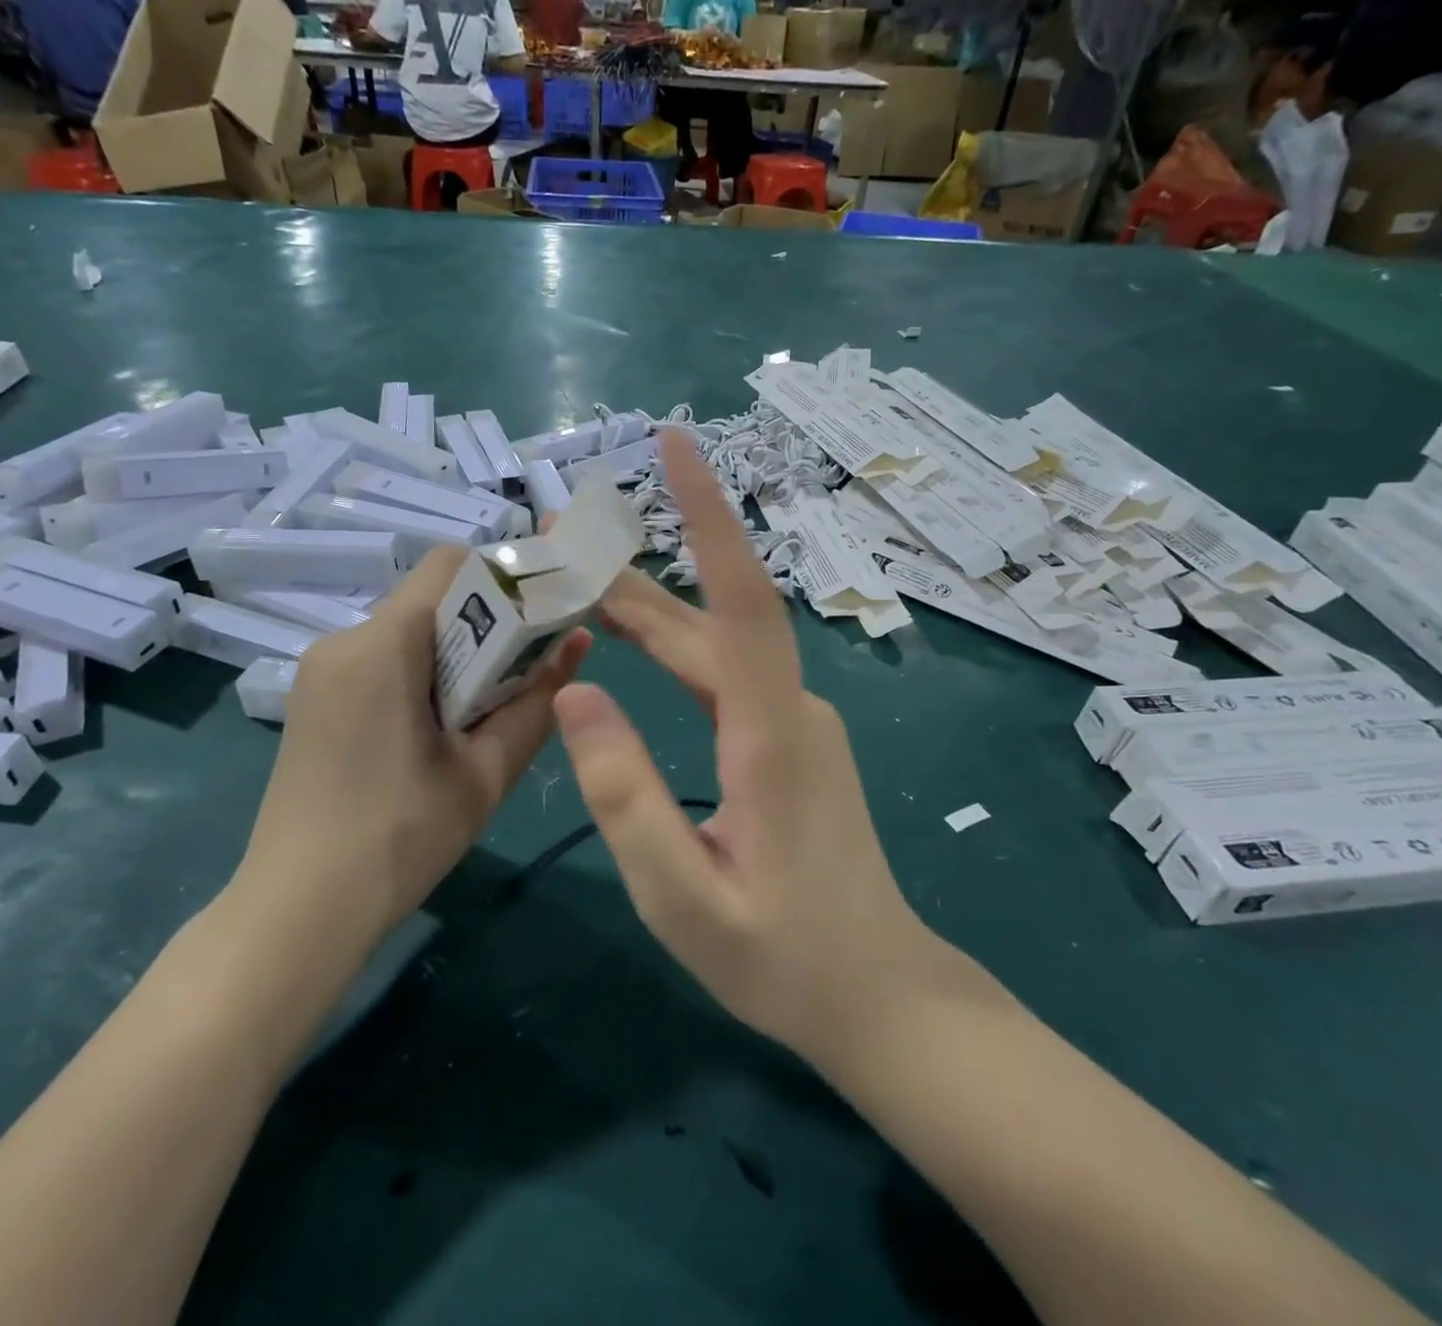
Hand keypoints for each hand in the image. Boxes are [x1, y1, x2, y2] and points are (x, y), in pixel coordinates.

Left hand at [240, 547, 589, 954]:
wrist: (297, 914)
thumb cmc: (400, 841)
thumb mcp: (485, 773)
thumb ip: (538, 700)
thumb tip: (579, 641)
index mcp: (382, 646)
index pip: (452, 564)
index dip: (506, 576)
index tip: (544, 613)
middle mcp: (343, 640)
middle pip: (431, 596)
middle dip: (487, 619)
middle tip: (528, 668)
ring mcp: (322, 668)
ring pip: (409, 628)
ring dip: (456, 649)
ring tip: (486, 706)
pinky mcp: (316, 696)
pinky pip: (382, 656)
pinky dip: (422, 670)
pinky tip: (439, 725)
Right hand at [553, 430, 938, 1065]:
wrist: (882, 995)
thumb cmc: (785, 961)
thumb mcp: (682, 898)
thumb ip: (625, 798)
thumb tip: (576, 696)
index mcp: (770, 735)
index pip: (741, 600)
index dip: (709, 516)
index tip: (679, 445)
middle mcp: (790, 707)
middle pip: (711, 617)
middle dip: (636, 567)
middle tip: (559, 535)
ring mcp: (795, 719)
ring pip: (714, 642)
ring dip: (648, 605)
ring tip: (575, 575)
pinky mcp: (789, 737)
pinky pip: (721, 671)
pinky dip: (668, 645)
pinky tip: (628, 637)